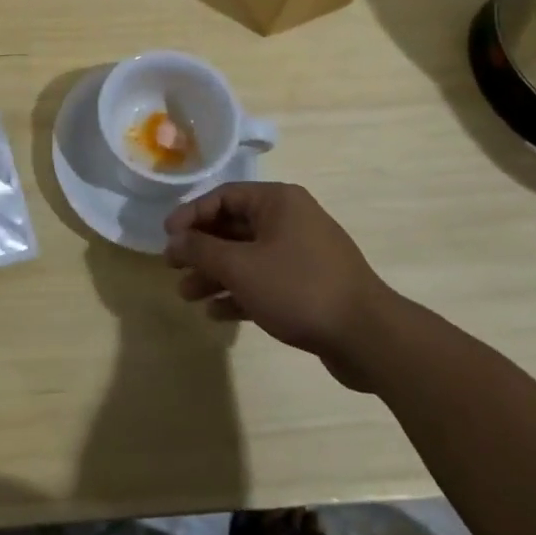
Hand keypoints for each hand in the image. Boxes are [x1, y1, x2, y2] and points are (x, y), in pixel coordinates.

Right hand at [164, 182, 396, 390]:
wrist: (368, 337)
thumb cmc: (298, 288)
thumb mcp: (241, 267)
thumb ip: (202, 249)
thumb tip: (175, 238)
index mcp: (278, 201)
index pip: (223, 197)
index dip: (191, 215)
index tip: (166, 237)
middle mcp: (290, 220)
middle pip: (234, 227)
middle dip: (201, 250)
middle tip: (172, 268)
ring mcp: (302, 253)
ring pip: (248, 257)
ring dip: (216, 274)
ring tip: (188, 295)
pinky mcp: (310, 285)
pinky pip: (265, 280)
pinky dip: (240, 293)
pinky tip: (217, 314)